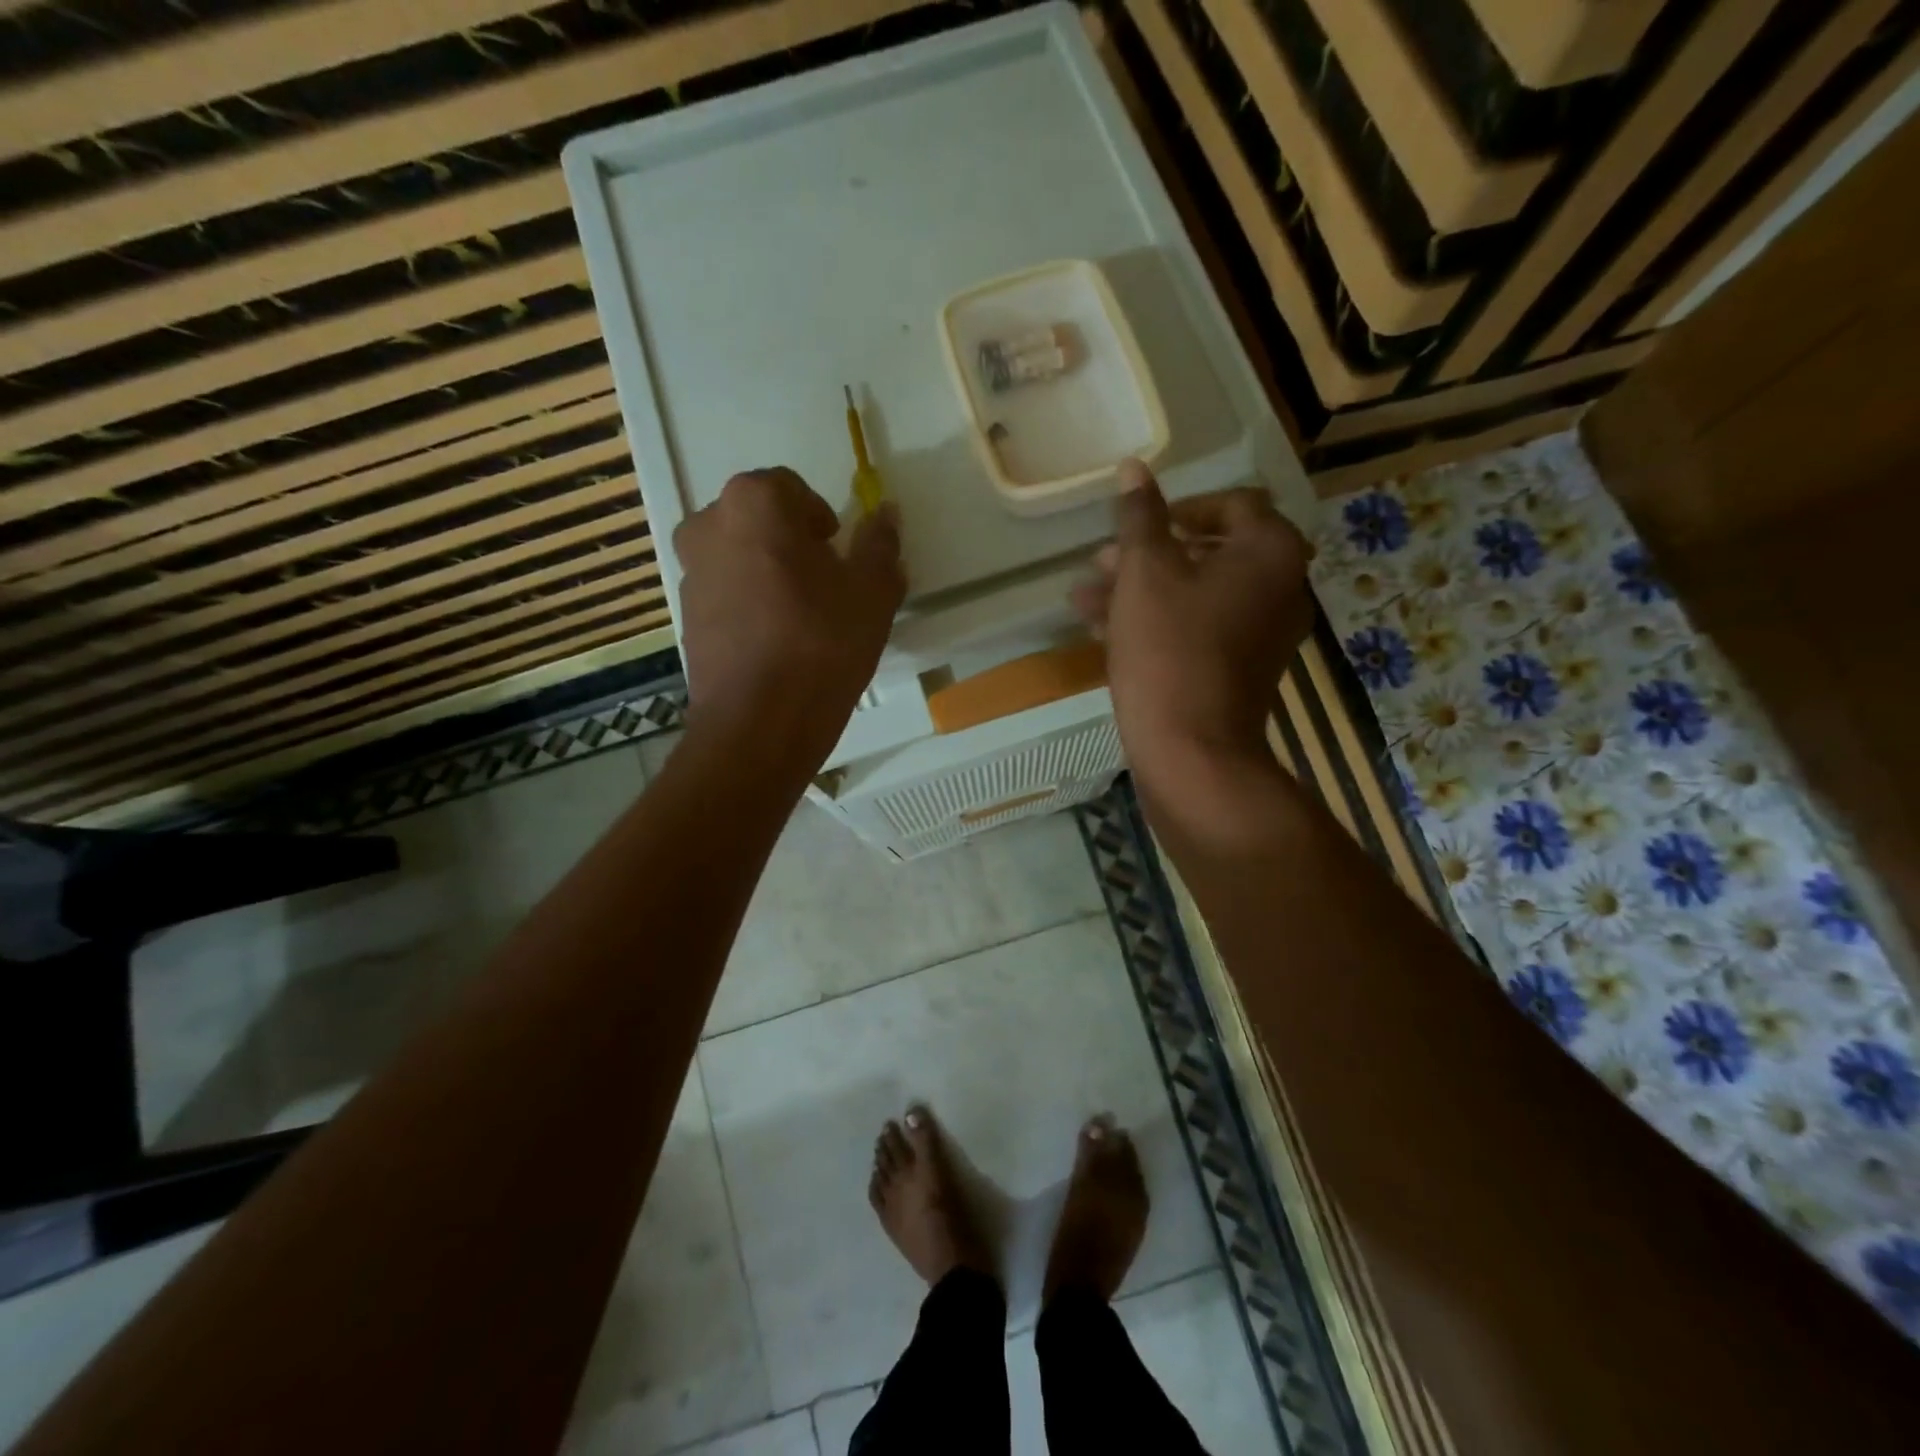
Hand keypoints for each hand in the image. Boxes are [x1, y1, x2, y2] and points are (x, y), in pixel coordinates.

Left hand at [674, 468, 904, 771]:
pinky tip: (777, 644)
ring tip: (803, 620)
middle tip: (827, 586)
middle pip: (761, 521)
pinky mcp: (685, 617)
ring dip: (770, 574)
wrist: (758, 724)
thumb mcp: (872, 592)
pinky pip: (726, 595)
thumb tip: (887, 514)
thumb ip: (880, 545)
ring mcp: (690, 573)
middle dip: (794, 544)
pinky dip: (750, 606)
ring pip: (740, 557)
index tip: (841, 557)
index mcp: (754, 503)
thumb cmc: (821, 644)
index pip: (792, 489)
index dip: (823, 521)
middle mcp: (709, 525)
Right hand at [1072, 459, 1312, 795]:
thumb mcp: (1145, 573)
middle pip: (1209, 552)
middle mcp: (1278, 588)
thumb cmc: (1169, 649)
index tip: (1137, 524)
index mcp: (1270, 553)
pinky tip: (1101, 630)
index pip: (1232, 504)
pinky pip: (1198, 629)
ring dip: (1141, 590)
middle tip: (1100, 563)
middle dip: (1147, 554)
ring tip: (1085, 599)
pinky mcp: (1239, 669)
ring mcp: (1261, 633)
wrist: (1191, 749)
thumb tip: (1133, 467)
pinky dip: (1157, 622)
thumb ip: (1140, 517)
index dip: (1179, 507)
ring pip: (1196, 594)